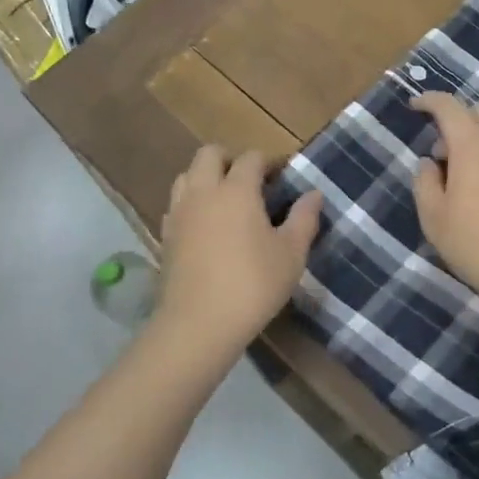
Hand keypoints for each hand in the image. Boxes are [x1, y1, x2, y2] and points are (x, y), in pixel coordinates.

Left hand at [157, 145, 321, 350]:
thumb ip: (304, 218)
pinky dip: (192, 204)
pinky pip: (177, 204)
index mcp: (236, 190)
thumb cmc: (253, 285)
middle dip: (230, 160)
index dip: (269, 161)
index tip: (284, 176)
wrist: (198, 324)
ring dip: (206, 178)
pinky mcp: (165, 235)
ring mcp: (179, 213)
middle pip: (209, 154)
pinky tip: (207, 227)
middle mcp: (203, 192)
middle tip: (252, 183)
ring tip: (227, 202)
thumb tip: (314, 194)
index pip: (251, 158)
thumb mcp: (291, 254)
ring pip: (187, 176)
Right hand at [411, 93, 478, 314]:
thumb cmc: (478, 246)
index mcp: (473, 146)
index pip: (449, 107)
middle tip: (443, 151)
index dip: (430, 100)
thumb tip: (429, 163)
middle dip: (459, 118)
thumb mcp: (434, 219)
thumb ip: (425, 183)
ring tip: (466, 176)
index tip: (415, 105)